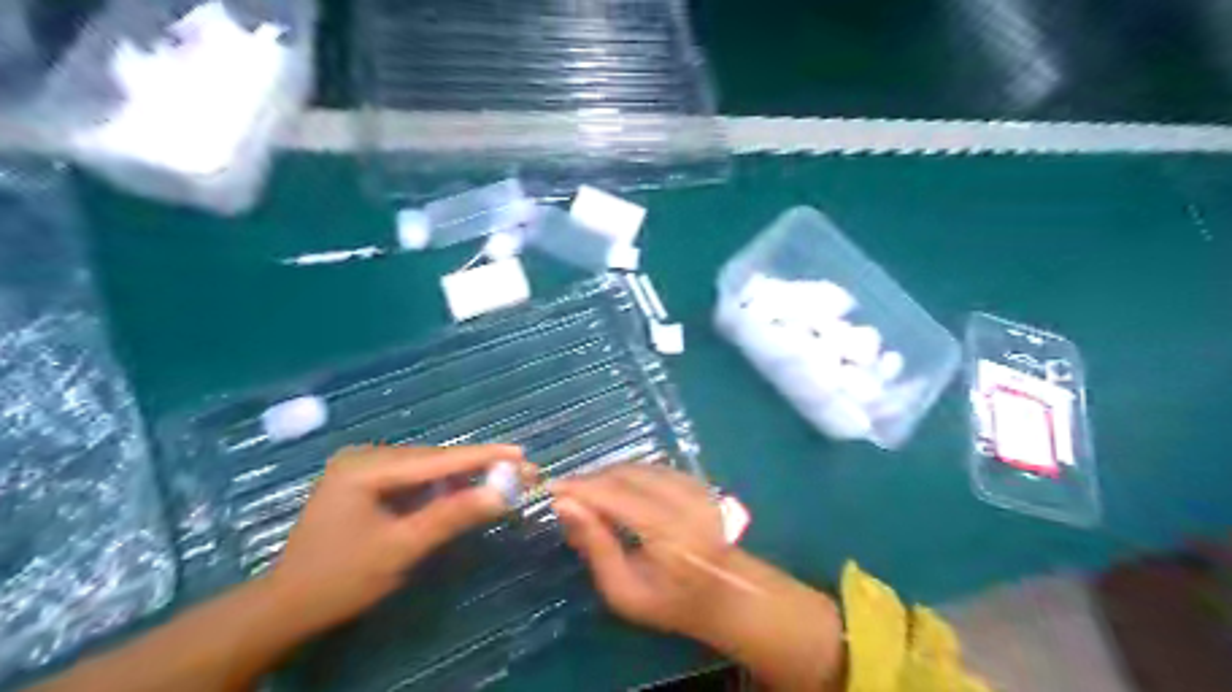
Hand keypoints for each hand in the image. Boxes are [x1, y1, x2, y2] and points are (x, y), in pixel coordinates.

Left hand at [271, 444, 526, 632]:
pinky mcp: (367, 483)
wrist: (285, 607)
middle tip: (520, 470)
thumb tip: (501, 494)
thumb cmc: (340, 579)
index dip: (482, 456)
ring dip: (463, 476)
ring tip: (504, 478)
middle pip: (433, 460)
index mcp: (365, 467)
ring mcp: (364, 469)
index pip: (435, 459)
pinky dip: (443, 487)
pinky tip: (467, 490)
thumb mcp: (401, 548)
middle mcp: (365, 458)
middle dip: (477, 466)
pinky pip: (414, 480)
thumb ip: (451, 516)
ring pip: (427, 469)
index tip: (520, 453)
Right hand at [549, 463, 729, 640]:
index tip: (551, 489)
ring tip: (587, 495)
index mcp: (670, 531)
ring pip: (639, 467)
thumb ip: (595, 545)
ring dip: (608, 476)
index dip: (581, 487)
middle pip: (627, 474)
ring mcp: (695, 487)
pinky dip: (628, 476)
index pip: (616, 495)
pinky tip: (616, 491)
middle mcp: (685, 500)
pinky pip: (653, 468)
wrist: (726, 595)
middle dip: (592, 479)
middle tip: (566, 495)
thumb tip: (564, 505)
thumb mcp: (624, 591)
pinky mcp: (698, 482)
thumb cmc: (671, 603)